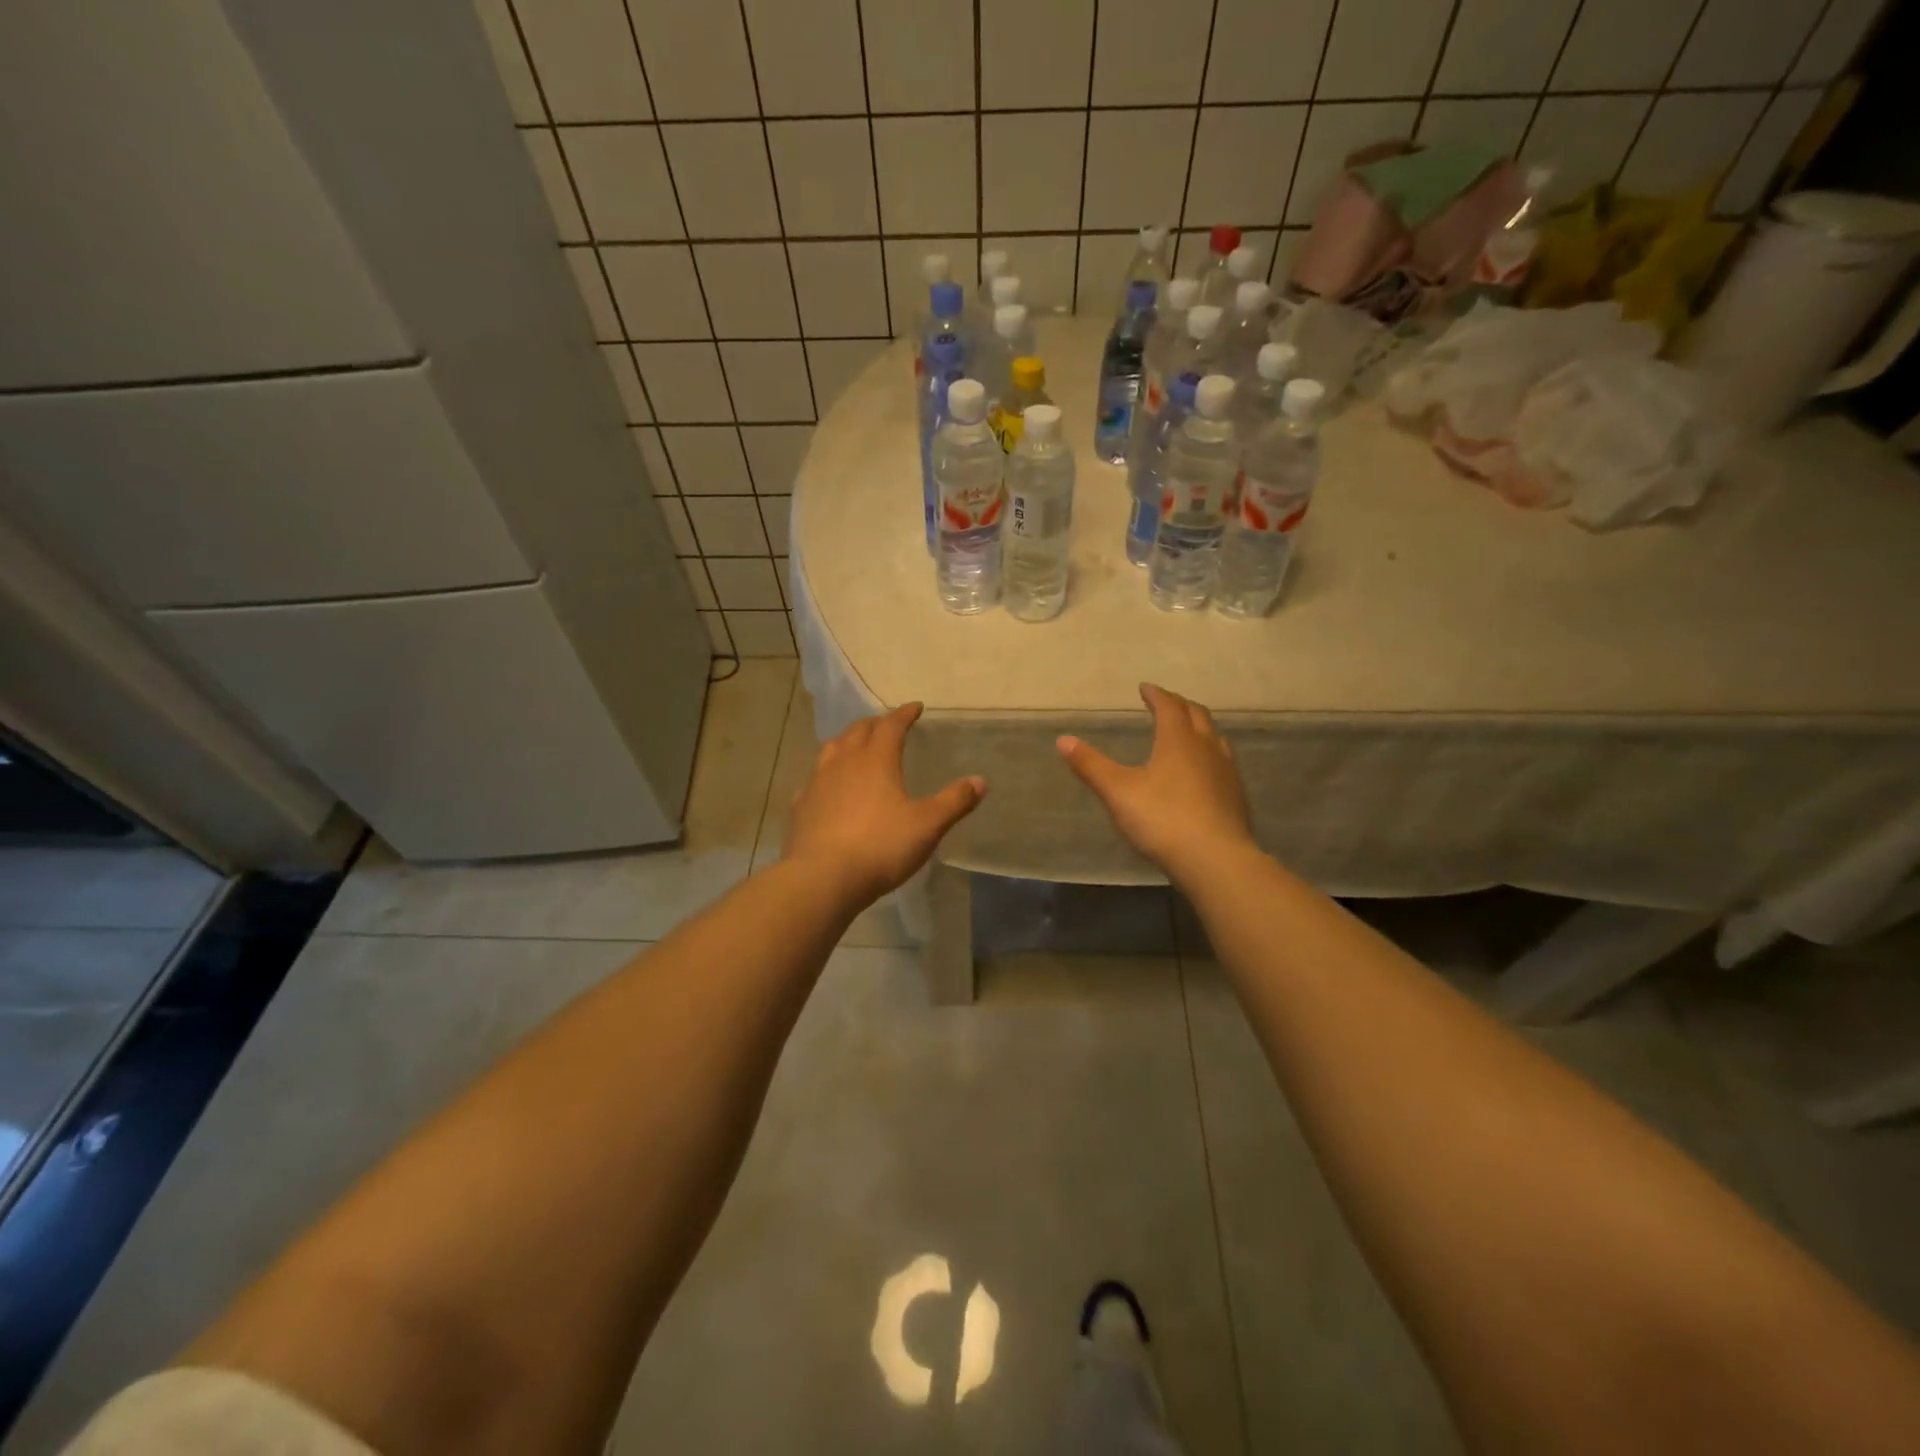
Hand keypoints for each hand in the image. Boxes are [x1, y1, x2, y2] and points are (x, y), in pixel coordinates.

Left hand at [785, 703, 985, 901]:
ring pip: (831, 749)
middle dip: (875, 724)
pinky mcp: (800, 807)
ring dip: (846, 742)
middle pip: (858, 731)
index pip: (891, 726)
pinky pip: (813, 780)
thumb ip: (954, 801)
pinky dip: (825, 775)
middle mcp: (844, 763)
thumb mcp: (927, 825)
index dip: (904, 714)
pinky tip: (827, 788)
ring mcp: (817, 783)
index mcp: (876, 760)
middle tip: (886, 725)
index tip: (915, 707)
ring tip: (855, 747)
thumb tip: (980, 780)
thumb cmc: (881, 847)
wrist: (822, 878)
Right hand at [1056, 684, 1253, 877]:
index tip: (1145, 688)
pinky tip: (1203, 773)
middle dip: (1180, 706)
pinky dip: (1209, 755)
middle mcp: (1207, 748)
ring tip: (1187, 732)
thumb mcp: (1117, 791)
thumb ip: (1090, 765)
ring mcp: (1226, 773)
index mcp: (1178, 740)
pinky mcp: (1236, 798)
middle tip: (1166, 703)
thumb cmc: (1163, 819)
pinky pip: (1223, 764)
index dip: (1156, 695)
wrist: (1215, 859)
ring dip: (1199, 729)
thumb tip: (1063, 740)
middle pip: (1197, 716)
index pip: (1169, 707)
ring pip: (1215, 739)